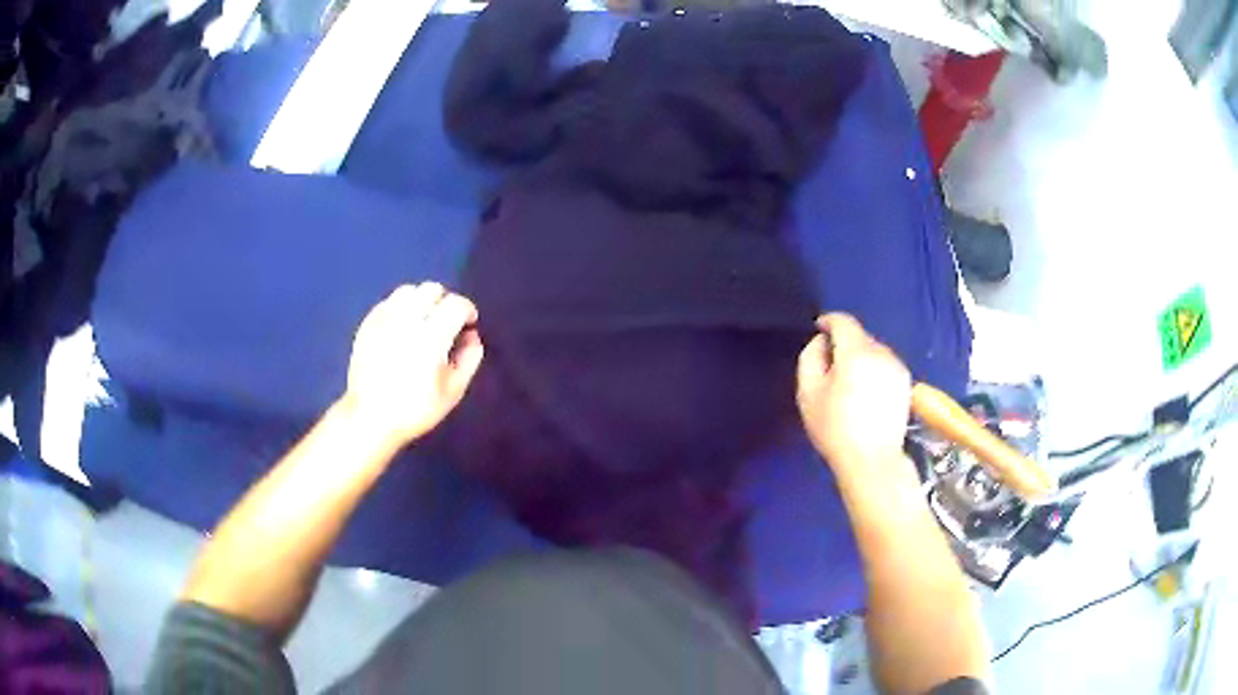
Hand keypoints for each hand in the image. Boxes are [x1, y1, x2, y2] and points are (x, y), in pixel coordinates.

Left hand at [343, 283, 483, 446]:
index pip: (456, 304)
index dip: (467, 310)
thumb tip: (472, 336)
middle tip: (446, 322)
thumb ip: (469, 359)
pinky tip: (402, 327)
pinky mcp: (367, 325)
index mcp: (431, 338)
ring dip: (421, 300)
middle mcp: (406, 321)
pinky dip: (400, 308)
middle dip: (445, 301)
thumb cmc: (415, 409)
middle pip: (432, 289)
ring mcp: (383, 321)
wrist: (370, 419)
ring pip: (407, 291)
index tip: (468, 324)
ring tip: (423, 320)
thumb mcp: (452, 392)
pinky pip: (387, 302)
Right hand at [796, 313, 911, 477]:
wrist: (872, 460)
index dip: (828, 321)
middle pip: (859, 335)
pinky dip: (873, 369)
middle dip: (843, 343)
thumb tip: (821, 342)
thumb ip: (810, 358)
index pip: (843, 321)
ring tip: (848, 380)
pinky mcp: (906, 382)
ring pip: (874, 350)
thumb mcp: (808, 393)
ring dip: (860, 356)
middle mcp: (881, 353)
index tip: (818, 329)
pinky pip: (885, 365)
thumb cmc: (835, 428)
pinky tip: (865, 391)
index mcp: (856, 352)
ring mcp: (897, 367)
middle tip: (829, 364)